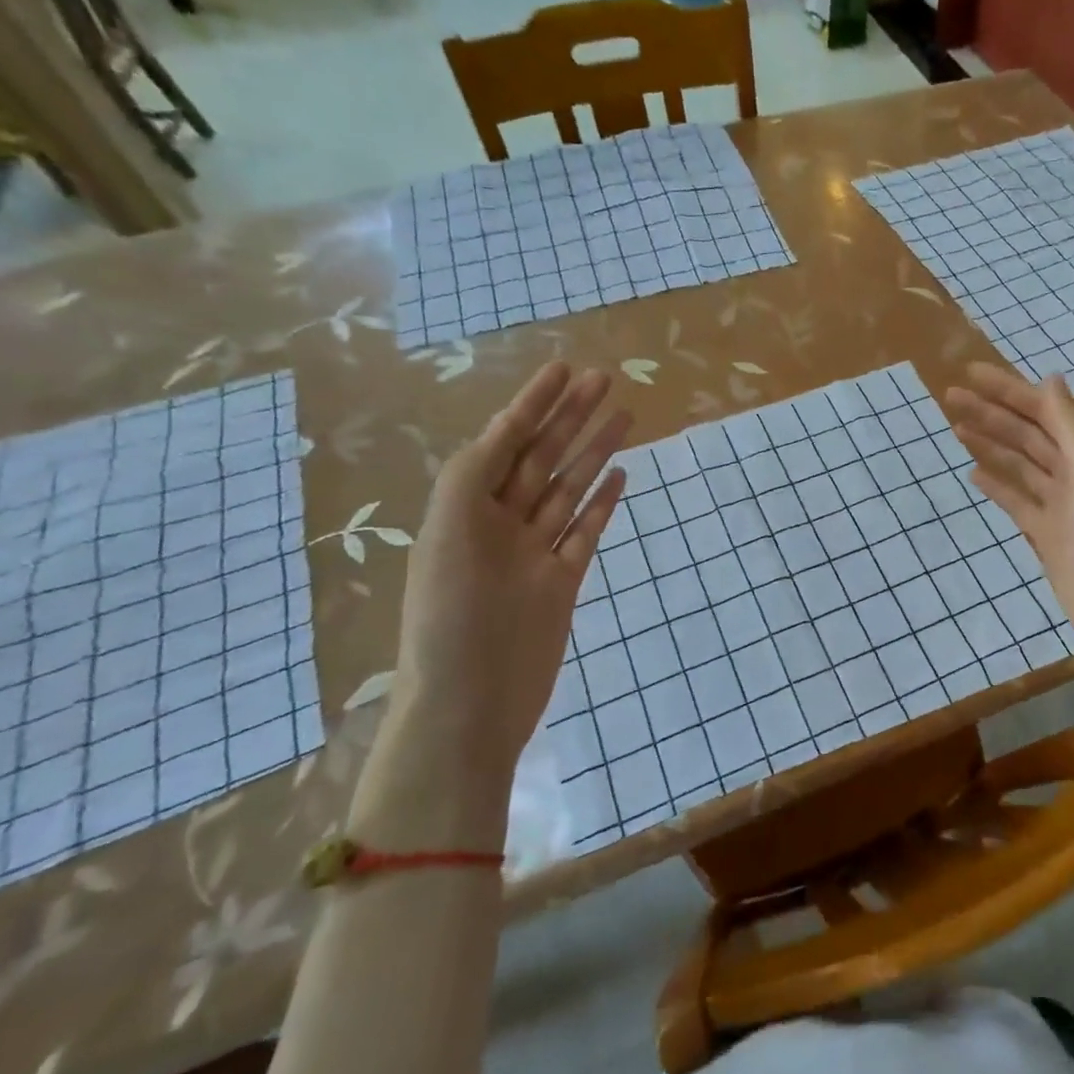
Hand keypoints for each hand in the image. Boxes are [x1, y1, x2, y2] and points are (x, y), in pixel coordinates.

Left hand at [391, 363, 629, 788]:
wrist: (470, 705)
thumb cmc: (451, 618)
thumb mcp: (448, 532)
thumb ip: (473, 477)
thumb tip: (502, 434)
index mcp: (465, 507)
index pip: (506, 440)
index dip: (533, 403)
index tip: (563, 369)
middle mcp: (501, 523)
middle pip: (543, 457)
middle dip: (571, 417)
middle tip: (606, 379)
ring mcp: (535, 552)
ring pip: (570, 488)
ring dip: (594, 451)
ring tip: (624, 415)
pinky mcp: (563, 581)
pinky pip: (585, 531)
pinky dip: (602, 503)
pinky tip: (620, 475)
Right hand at [944, 363, 1073, 703]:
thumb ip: (1071, 426)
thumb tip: (1050, 379)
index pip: (1045, 410)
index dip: (1008, 390)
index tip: (971, 373)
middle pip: (1028, 433)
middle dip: (992, 413)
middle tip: (950, 396)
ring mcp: (1061, 505)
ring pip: (1020, 463)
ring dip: (991, 443)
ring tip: (955, 425)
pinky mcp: (1047, 534)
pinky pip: (1017, 501)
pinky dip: (997, 485)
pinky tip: (974, 473)